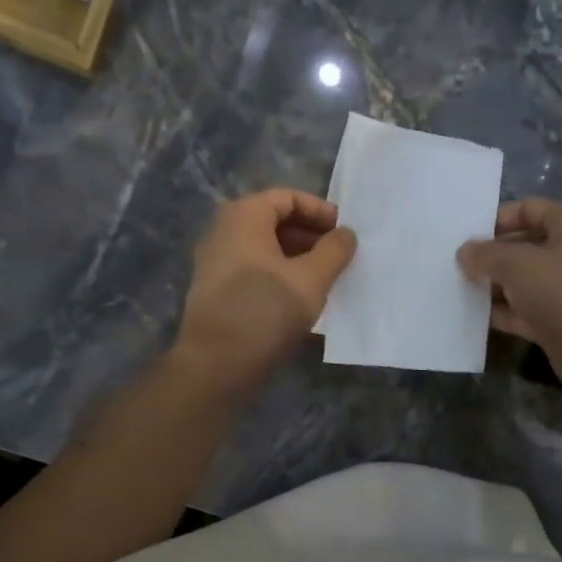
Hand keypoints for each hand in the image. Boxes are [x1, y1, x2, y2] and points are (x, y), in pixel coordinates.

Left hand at [175, 189, 357, 393]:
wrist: (216, 364)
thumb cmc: (266, 311)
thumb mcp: (311, 279)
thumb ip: (334, 250)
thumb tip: (345, 234)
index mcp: (243, 216)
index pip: (288, 198)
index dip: (320, 211)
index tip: (345, 233)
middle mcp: (223, 231)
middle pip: (274, 221)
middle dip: (310, 236)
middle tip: (340, 257)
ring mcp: (215, 261)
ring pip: (264, 248)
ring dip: (297, 258)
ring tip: (326, 279)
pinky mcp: (216, 290)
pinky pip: (253, 269)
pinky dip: (279, 275)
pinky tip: (300, 299)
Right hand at [457, 199, 561, 399]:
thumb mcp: (517, 264)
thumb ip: (486, 255)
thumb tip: (463, 253)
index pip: (528, 209)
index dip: (496, 219)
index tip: (465, 235)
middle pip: (521, 246)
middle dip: (490, 256)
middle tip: (454, 264)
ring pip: (519, 281)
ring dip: (492, 286)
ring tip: (455, 288)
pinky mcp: (555, 321)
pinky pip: (521, 310)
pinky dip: (500, 312)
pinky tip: (471, 315)